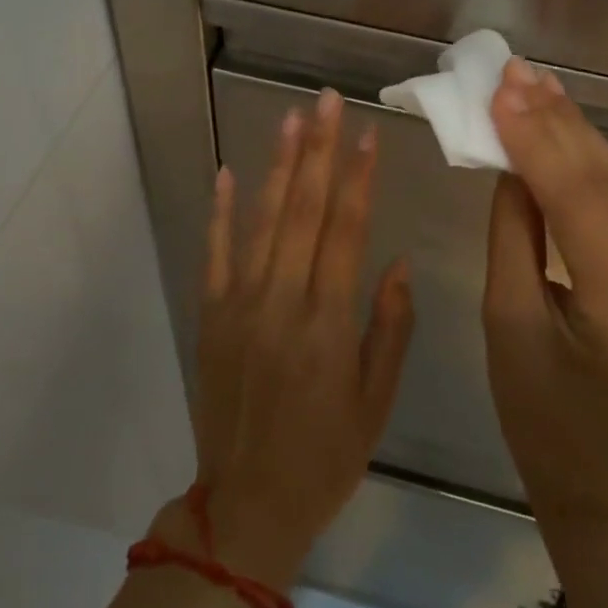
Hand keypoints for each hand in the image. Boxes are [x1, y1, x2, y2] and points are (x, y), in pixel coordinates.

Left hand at [173, 89, 414, 588]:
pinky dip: (220, 211)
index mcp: (327, 324)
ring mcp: (239, 306)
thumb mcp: (375, 402)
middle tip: (327, 101)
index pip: (346, 232)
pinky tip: (227, 171)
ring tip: (292, 119)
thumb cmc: (325, 457)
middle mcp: (281, 303)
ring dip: (279, 166)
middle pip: (304, 211)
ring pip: (262, 221)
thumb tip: (396, 262)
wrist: (246, 506)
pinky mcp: (210, 316)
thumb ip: (389, 328)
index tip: (369, 133)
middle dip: (320, 151)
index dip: (360, 178)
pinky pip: (215, 253)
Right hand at [483, 59, 607, 520]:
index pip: (581, 206)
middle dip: (558, 123)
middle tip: (517, 71)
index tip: (503, 87)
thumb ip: (513, 231)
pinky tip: (571, 133)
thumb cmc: (539, 415)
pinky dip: (602, 171)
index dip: (539, 139)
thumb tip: (512, 156)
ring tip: (537, 88)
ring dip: (580, 137)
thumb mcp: (506, 322)